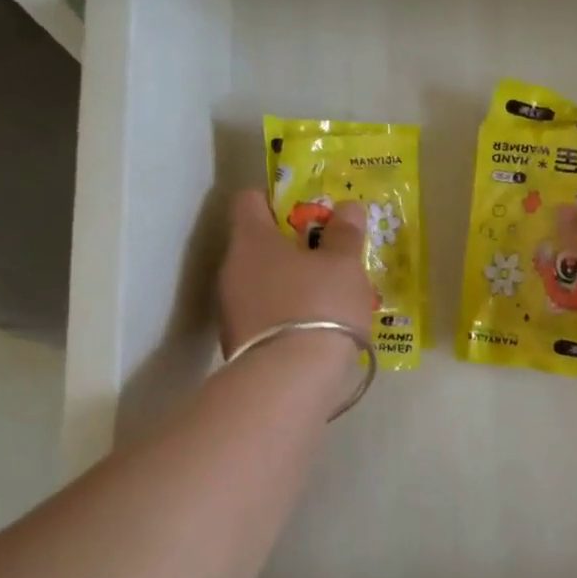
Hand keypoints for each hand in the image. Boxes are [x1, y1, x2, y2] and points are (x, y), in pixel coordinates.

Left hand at [220, 190, 374, 359]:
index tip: (306, 210)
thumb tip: (346, 206)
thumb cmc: (319, 305)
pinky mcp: (237, 342)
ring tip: (325, 295)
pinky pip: (263, 314)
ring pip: (260, 281)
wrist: (289, 379)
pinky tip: (312, 327)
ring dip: (288, 282)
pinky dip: (284, 313)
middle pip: (256, 243)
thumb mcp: (344, 264)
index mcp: (251, 239)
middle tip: (326, 255)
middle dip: (290, 245)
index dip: (277, 198)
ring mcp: (230, 308)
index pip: (250, 199)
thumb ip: (345, 233)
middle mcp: (231, 268)